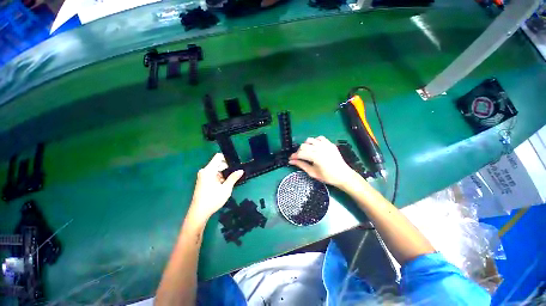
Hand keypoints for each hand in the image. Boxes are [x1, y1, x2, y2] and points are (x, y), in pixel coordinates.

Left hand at [187, 154, 243, 224]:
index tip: (235, 164)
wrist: (199, 213)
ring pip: (216, 170)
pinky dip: (219, 178)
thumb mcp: (226, 188)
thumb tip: (241, 170)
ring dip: (224, 174)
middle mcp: (205, 171)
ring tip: (232, 180)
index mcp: (209, 170)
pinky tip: (225, 184)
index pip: (218, 157)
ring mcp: (203, 176)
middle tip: (237, 173)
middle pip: (218, 164)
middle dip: (227, 167)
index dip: (227, 158)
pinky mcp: (203, 181)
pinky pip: (213, 175)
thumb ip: (233, 178)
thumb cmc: (213, 199)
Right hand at [289, 136, 355, 187]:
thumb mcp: (312, 172)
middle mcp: (320, 148)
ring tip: (307, 152)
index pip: (300, 153)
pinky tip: (315, 147)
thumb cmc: (327, 176)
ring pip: (310, 140)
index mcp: (315, 157)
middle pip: (303, 145)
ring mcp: (326, 145)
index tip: (290, 159)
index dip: (294, 156)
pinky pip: (319, 138)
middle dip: (299, 151)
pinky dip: (315, 141)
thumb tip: (291, 161)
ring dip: (306, 145)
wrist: (343, 175)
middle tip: (299, 157)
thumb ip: (301, 165)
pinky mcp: (330, 144)